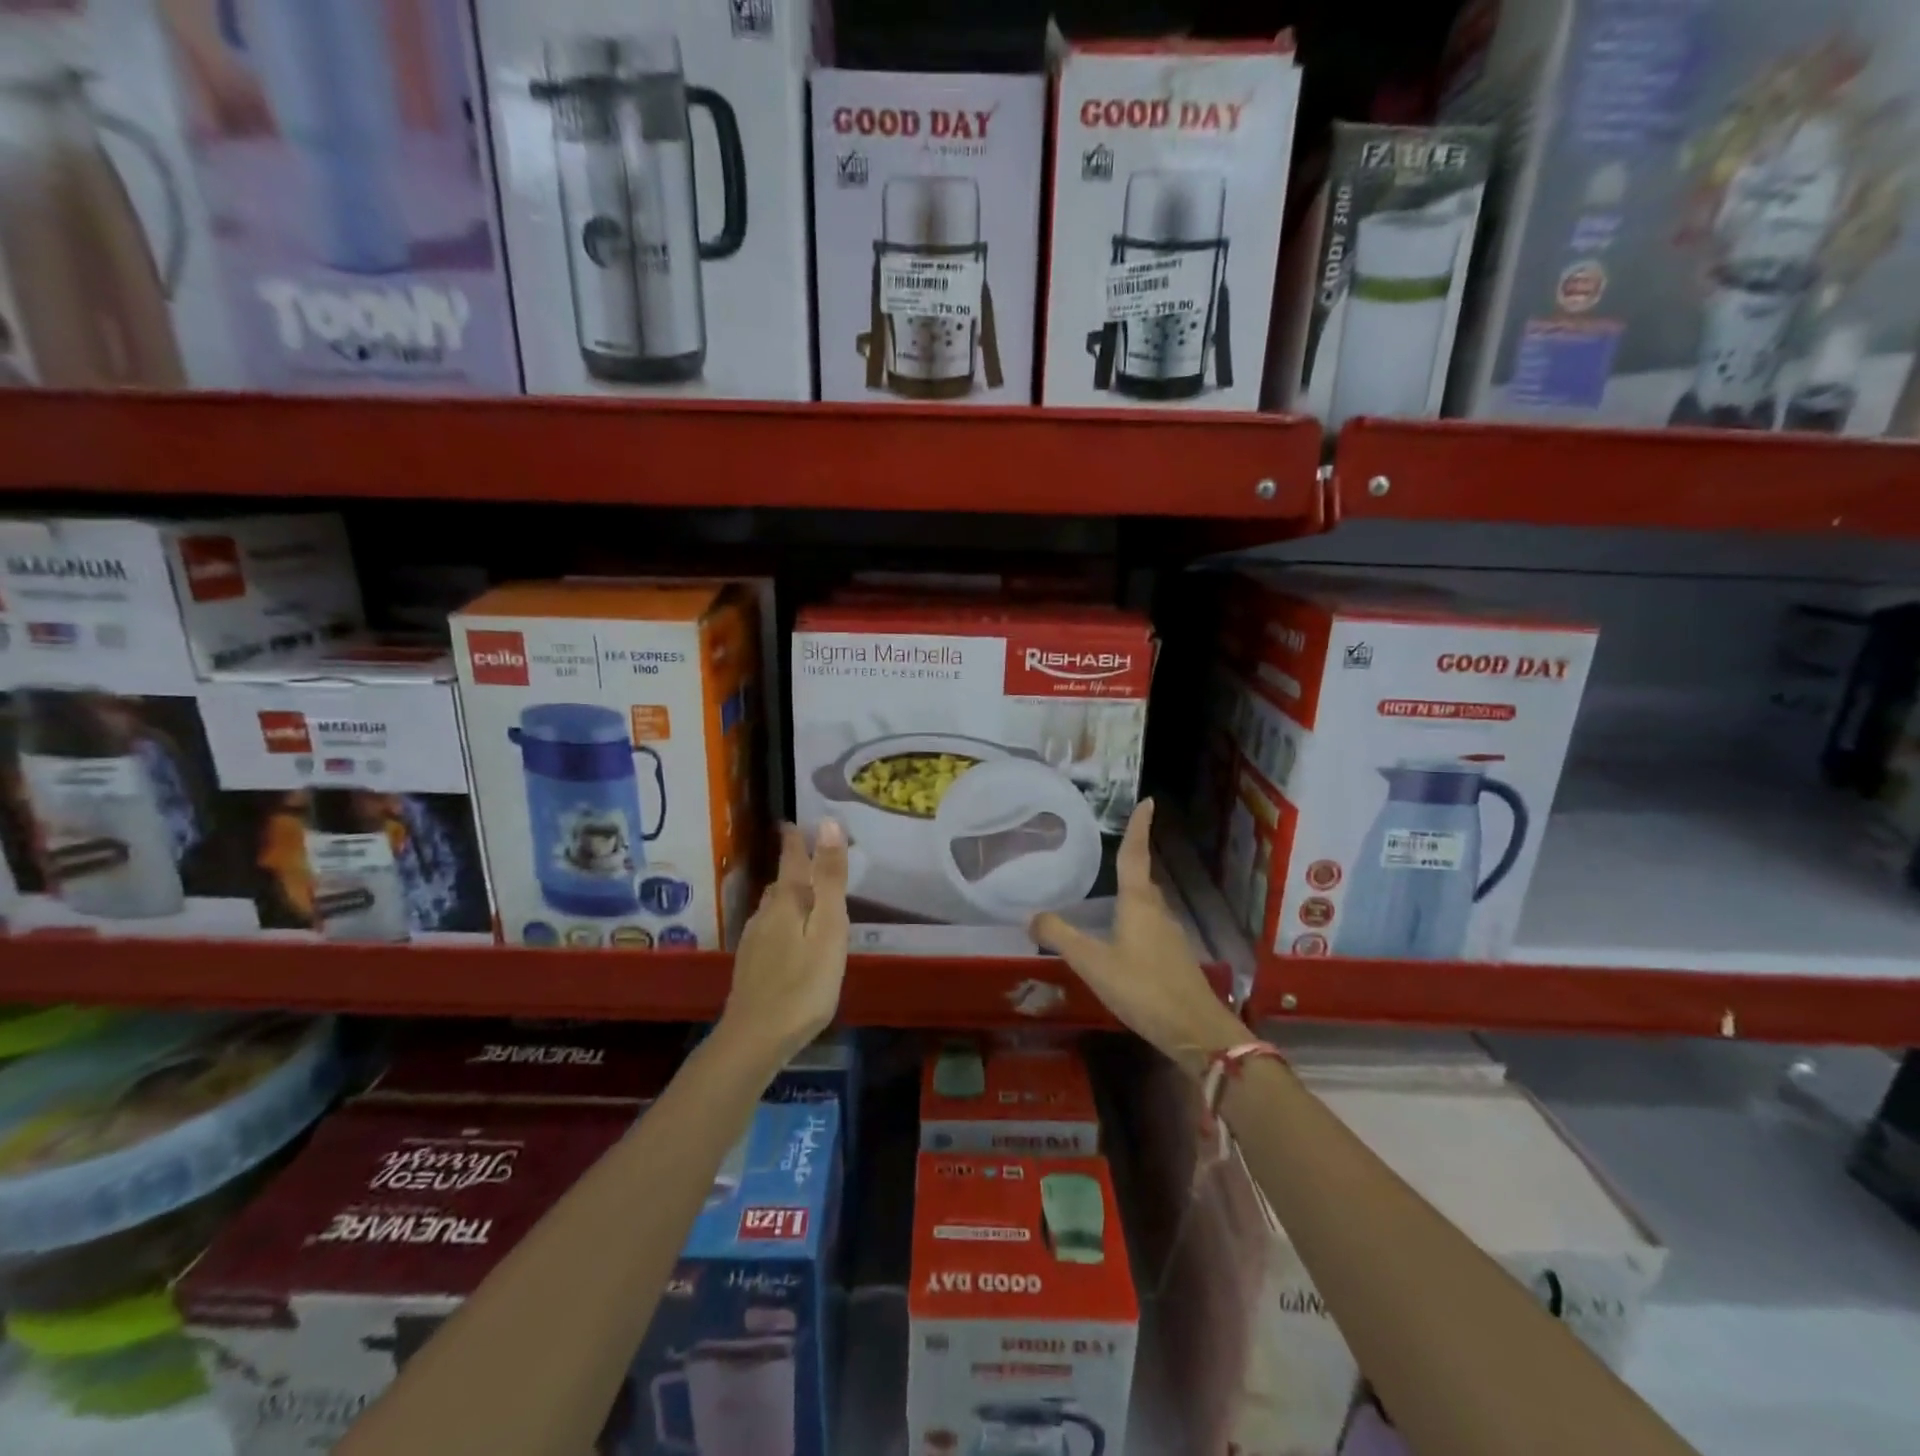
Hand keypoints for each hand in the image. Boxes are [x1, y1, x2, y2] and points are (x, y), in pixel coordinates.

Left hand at [720, 820, 850, 1067]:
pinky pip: (770, 927)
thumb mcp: (828, 928)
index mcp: (786, 902)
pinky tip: (790, 934)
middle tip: (809, 853)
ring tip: (804, 890)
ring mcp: (754, 941)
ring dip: (788, 893)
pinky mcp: (751, 965)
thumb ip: (829, 879)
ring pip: (773, 906)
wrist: (755, 1039)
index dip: (795, 840)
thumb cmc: (803, 984)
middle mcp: (765, 915)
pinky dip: (783, 918)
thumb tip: (828, 824)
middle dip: (794, 865)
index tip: (792, 821)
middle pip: (781, 882)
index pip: (791, 860)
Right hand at [1030, 800, 1243, 1077]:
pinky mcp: (1174, 957)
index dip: (1139, 828)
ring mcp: (1170, 935)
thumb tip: (1031, 915)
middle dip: (1132, 860)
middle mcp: (1157, 911)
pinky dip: (1135, 918)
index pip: (1135, 855)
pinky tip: (1123, 935)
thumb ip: (1061, 937)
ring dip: (1133, 892)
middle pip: (1142, 878)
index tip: (1148, 802)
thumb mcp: (1093, 963)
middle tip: (1116, 846)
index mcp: (1138, 903)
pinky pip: (1151, 925)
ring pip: (1148, 903)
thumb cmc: (1142, 988)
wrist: (1195, 1030)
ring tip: (1111, 891)